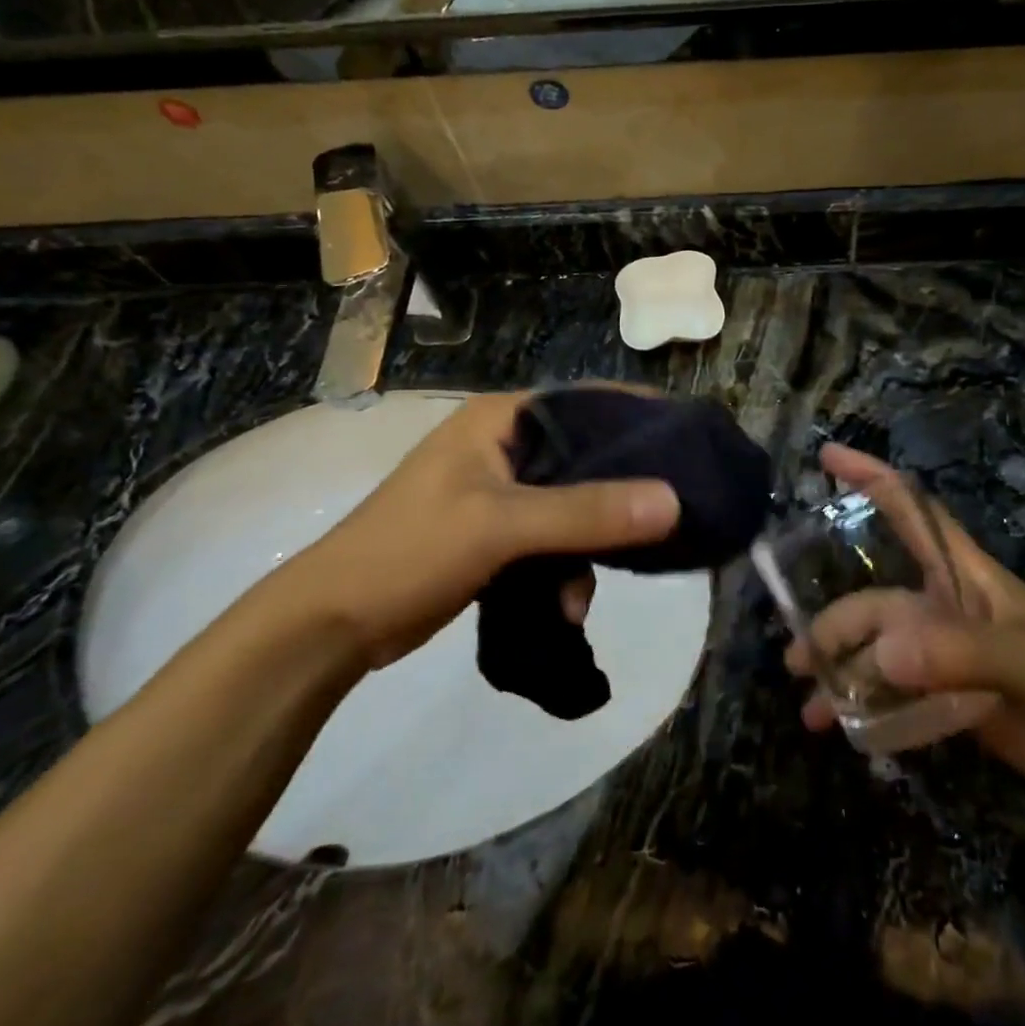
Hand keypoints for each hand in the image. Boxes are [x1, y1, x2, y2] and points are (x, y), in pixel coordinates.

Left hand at [263, 391, 679, 667]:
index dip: (639, 418)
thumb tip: (672, 500)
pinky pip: (553, 541)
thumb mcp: (501, 526)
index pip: (586, 402)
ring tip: (578, 596)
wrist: (334, 623)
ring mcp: (500, 492)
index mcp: (501, 420)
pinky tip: (563, 607)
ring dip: (587, 550)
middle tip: (666, 521)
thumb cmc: (411, 551)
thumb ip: (587, 512)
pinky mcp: (498, 534)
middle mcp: (505, 446)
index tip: (691, 442)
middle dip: (619, 498)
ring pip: (574, 507)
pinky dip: (563, 572)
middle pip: (586, 458)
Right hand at [786, 445, 1024, 827]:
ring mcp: (946, 658)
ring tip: (810, 704)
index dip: (871, 478)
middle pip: (877, 601)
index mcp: (969, 579)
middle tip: (800, 662)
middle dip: (836, 624)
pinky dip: (864, 706)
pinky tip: (838, 727)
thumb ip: (960, 654)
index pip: (914, 512)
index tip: (826, 456)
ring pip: (877, 650)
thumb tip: (882, 654)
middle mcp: (948, 610)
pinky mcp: (948, 700)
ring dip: (841, 671)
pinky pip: (892, 693)